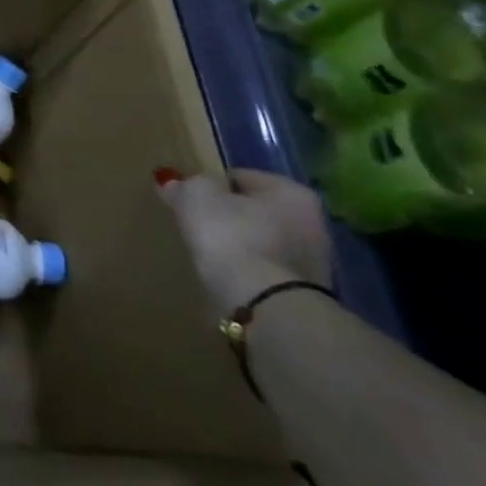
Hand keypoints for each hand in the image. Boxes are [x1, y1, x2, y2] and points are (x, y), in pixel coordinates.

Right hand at [159, 168, 333, 316]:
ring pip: (262, 242)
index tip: (189, 200)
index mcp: (292, 192)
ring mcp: (314, 263)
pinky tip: (226, 278)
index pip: (240, 177)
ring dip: (240, 246)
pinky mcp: (305, 295)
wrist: (266, 308)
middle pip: (255, 211)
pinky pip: (265, 272)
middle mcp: (312, 222)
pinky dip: (247, 272)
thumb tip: (171, 181)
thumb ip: (184, 185)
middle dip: (230, 217)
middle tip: (197, 226)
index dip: (210, 185)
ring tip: (209, 255)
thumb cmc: (233, 238)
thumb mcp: (196, 198)